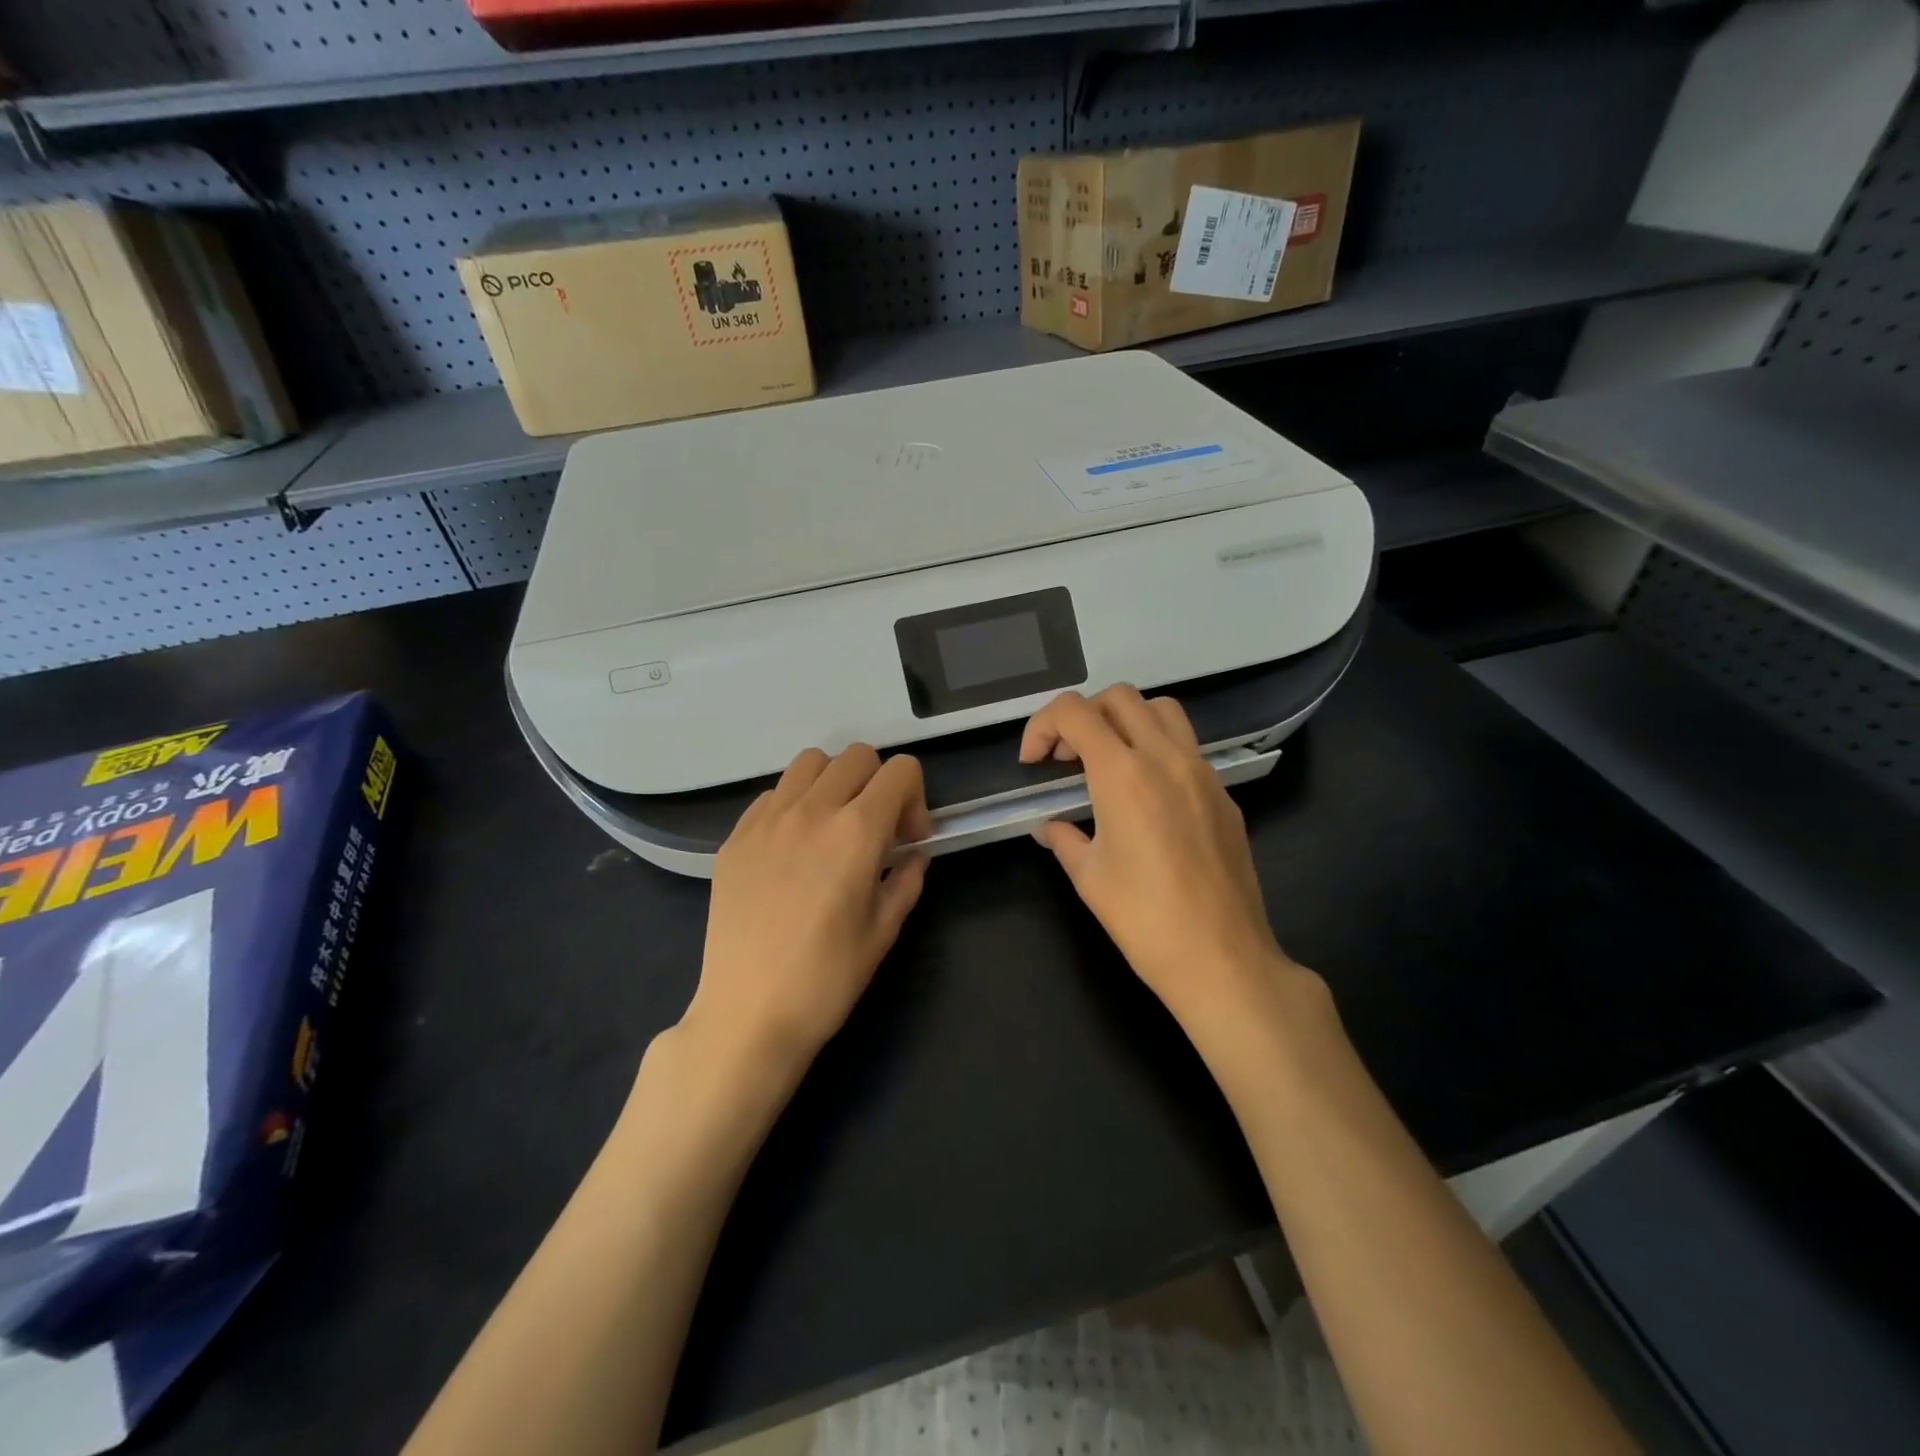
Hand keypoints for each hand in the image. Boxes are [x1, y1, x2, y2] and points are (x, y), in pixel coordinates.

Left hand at [686, 745, 932, 1090]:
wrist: (748, 1013)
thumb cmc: (826, 979)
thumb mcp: (884, 931)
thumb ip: (906, 880)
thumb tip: (913, 856)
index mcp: (857, 832)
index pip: (900, 771)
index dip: (916, 799)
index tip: (908, 841)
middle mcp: (812, 810)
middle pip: (857, 756)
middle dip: (879, 783)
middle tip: (876, 831)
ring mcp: (767, 819)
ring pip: (810, 763)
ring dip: (834, 782)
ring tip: (832, 827)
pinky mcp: (736, 836)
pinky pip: (773, 794)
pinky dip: (794, 804)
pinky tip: (793, 848)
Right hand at [1021, 687, 1307, 1043]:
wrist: (1222, 958)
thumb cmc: (1144, 919)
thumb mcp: (1088, 877)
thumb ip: (1065, 838)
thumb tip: (1053, 827)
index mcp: (1123, 774)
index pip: (1074, 711)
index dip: (1042, 726)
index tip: (1034, 763)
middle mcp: (1165, 758)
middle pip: (1119, 697)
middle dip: (1083, 717)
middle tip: (1068, 760)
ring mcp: (1202, 772)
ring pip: (1161, 710)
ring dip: (1126, 722)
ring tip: (1109, 763)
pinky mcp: (1224, 794)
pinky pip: (1187, 747)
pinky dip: (1157, 750)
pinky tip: (1148, 797)